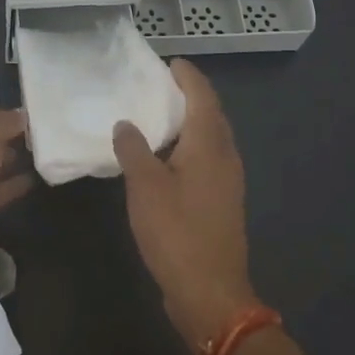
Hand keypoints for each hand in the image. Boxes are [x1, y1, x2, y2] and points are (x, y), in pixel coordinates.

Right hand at [113, 60, 255, 350]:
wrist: (210, 292)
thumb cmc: (176, 233)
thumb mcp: (145, 187)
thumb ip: (134, 149)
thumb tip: (126, 123)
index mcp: (209, 145)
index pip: (203, 96)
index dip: (187, 76)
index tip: (169, 62)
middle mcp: (225, 156)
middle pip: (211, 114)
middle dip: (189, 96)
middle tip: (159, 85)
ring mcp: (228, 180)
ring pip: (210, 138)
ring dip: (189, 122)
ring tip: (158, 116)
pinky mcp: (222, 201)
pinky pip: (207, 158)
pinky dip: (189, 146)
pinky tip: (166, 157)